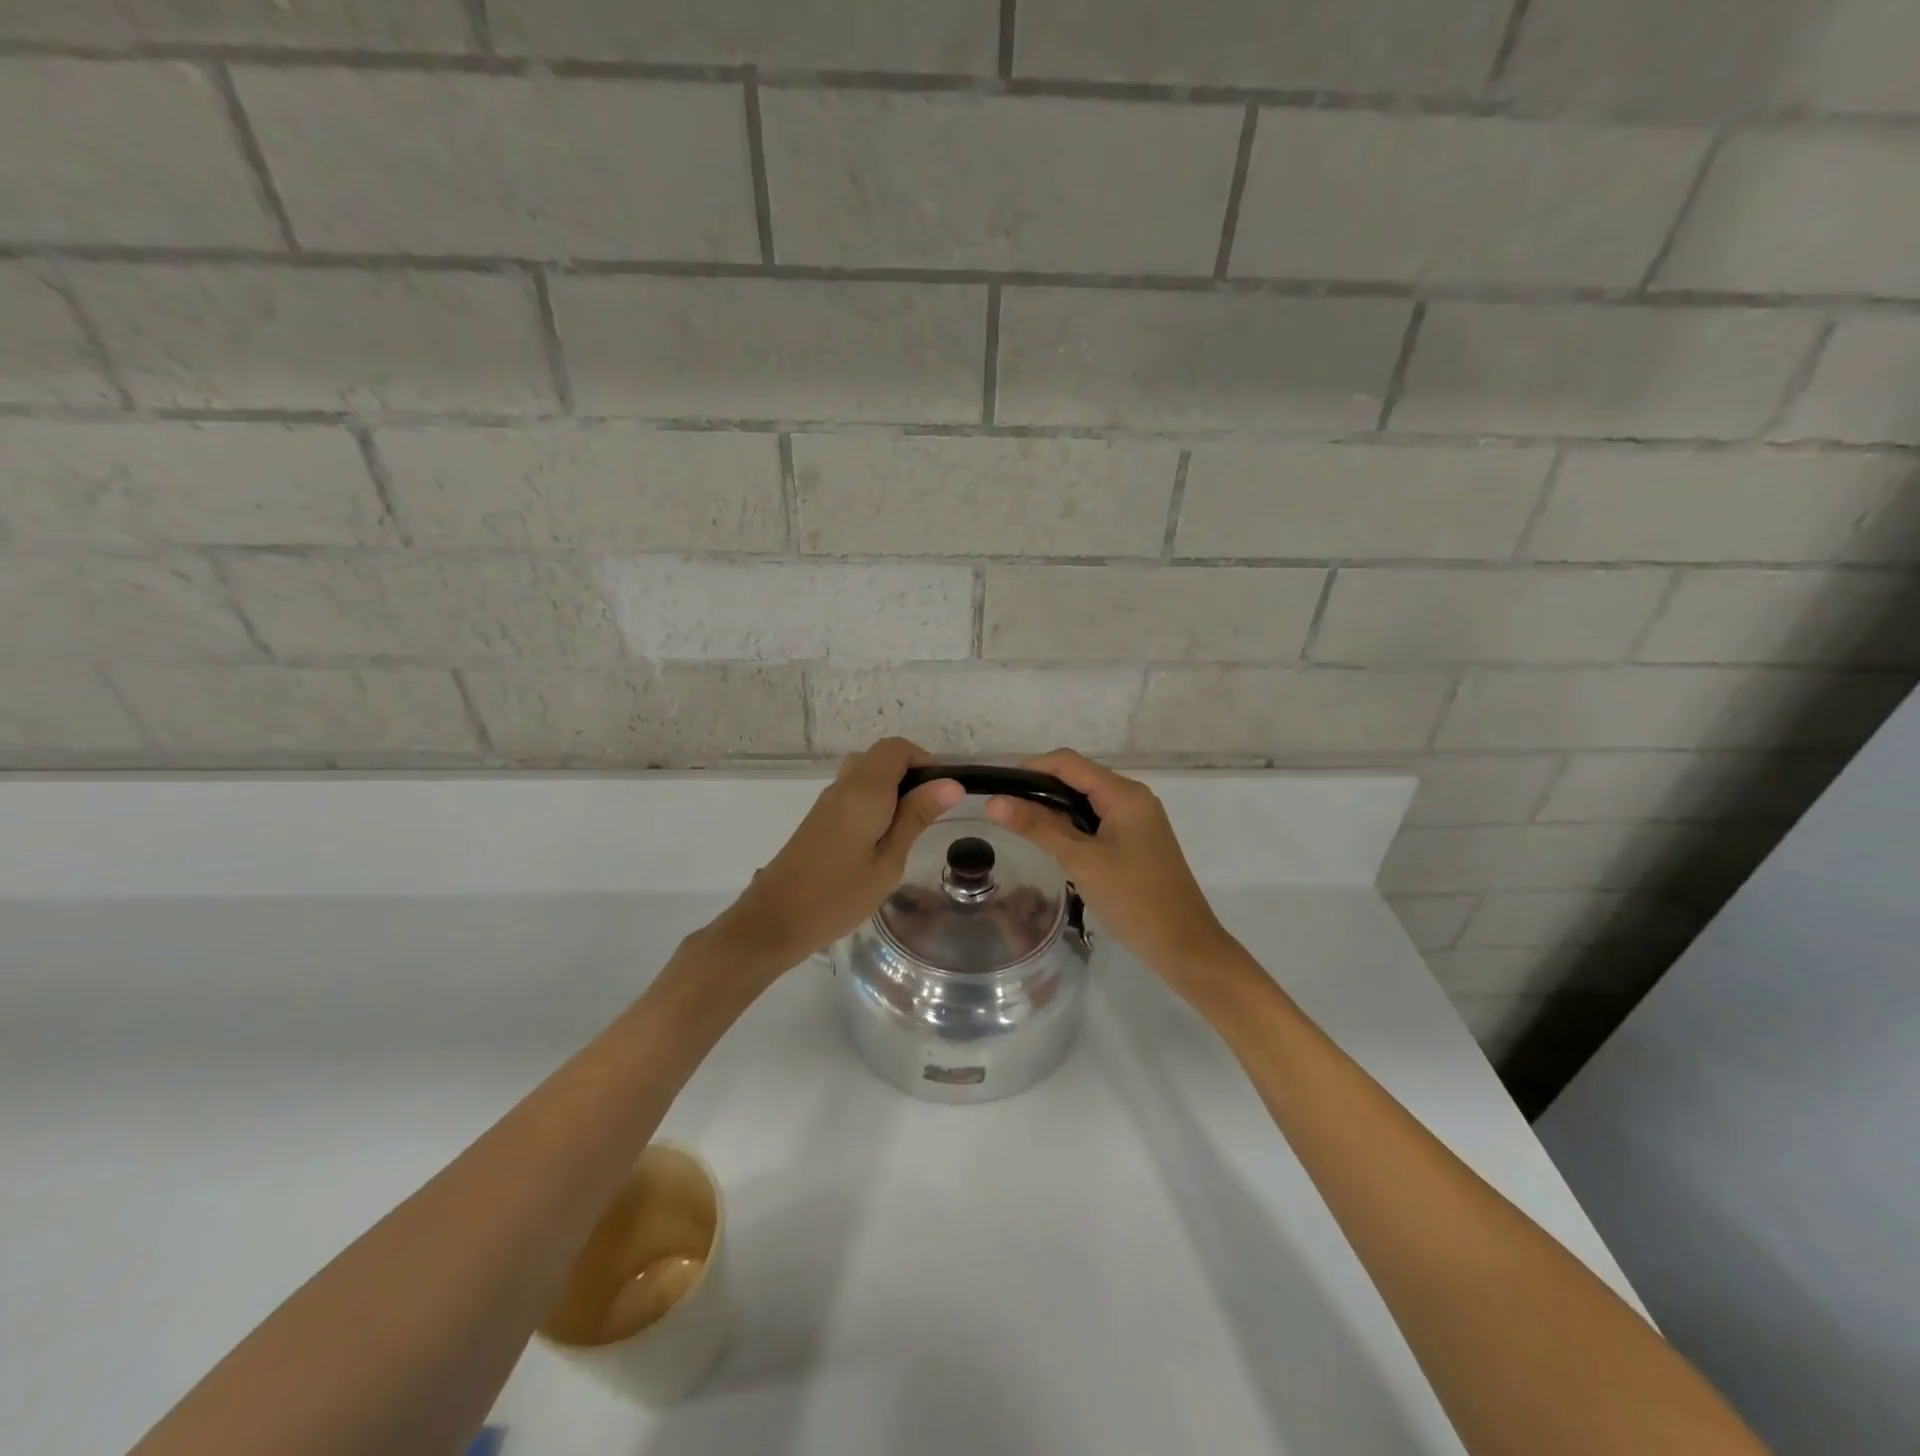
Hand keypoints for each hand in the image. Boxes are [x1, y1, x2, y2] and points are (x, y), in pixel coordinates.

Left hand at [710, 738, 961, 975]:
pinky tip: (882, 835)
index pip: (896, 749)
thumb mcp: (889, 861)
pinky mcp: (819, 817)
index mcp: (864, 791)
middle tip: (929, 810)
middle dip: (910, 773)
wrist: (776, 919)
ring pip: (866, 772)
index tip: (943, 792)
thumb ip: (915, 817)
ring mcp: (828, 801)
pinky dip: (875, 799)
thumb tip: (950, 783)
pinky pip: (853, 790)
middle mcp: (844, 786)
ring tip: (909, 824)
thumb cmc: (839, 895)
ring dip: (892, 787)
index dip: (924, 760)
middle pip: (881, 756)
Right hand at [984, 750, 1237, 997]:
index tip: (999, 790)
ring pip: (1087, 800)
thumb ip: (1038, 827)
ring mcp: (1138, 819)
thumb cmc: (1133, 899)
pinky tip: (1055, 845)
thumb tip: (994, 802)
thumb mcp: (1080, 860)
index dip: (1031, 769)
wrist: (1184, 945)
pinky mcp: (1138, 840)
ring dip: (1056, 809)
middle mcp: (1133, 797)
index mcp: (1124, 793)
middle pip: (1078, 777)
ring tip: (1023, 829)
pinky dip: (1074, 825)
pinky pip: (1099, 819)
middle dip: (1041, 789)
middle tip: (1006, 814)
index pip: (1068, 762)